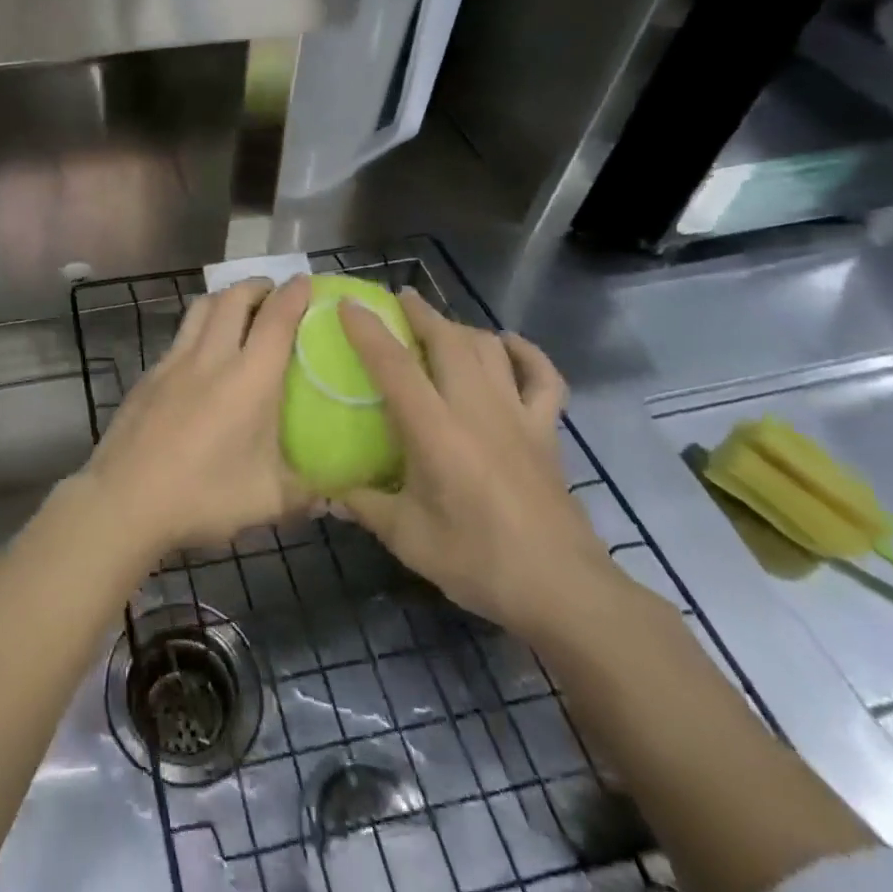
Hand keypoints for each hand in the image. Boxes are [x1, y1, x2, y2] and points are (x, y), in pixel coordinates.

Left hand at [81, 276, 312, 557]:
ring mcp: (173, 362)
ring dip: (225, 299)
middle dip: (257, 286)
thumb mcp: (268, 502)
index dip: (294, 294)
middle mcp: (211, 358)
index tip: (306, 282)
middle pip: (233, 298)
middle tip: (274, 295)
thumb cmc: (202, 497)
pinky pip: (180, 336)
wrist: (124, 500)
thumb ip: (307, 491)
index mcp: (248, 379)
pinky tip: (202, 357)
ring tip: (239, 313)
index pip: (276, 319)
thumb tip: (336, 494)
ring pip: (201, 308)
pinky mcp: (149, 375)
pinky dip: (199, 329)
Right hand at [334, 291, 621, 642]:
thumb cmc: (479, 562)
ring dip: (461, 328)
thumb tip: (328, 492)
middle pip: (448, 340)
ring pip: (489, 349)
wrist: (564, 590)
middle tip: (398, 300)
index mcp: (435, 430)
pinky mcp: (547, 431)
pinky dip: (527, 354)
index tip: (347, 304)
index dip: (367, 330)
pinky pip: (543, 378)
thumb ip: (365, 506)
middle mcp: (476, 409)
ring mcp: (518, 416)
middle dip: (420, 312)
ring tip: (440, 325)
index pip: (394, 365)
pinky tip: (509, 345)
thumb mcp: (408, 538)